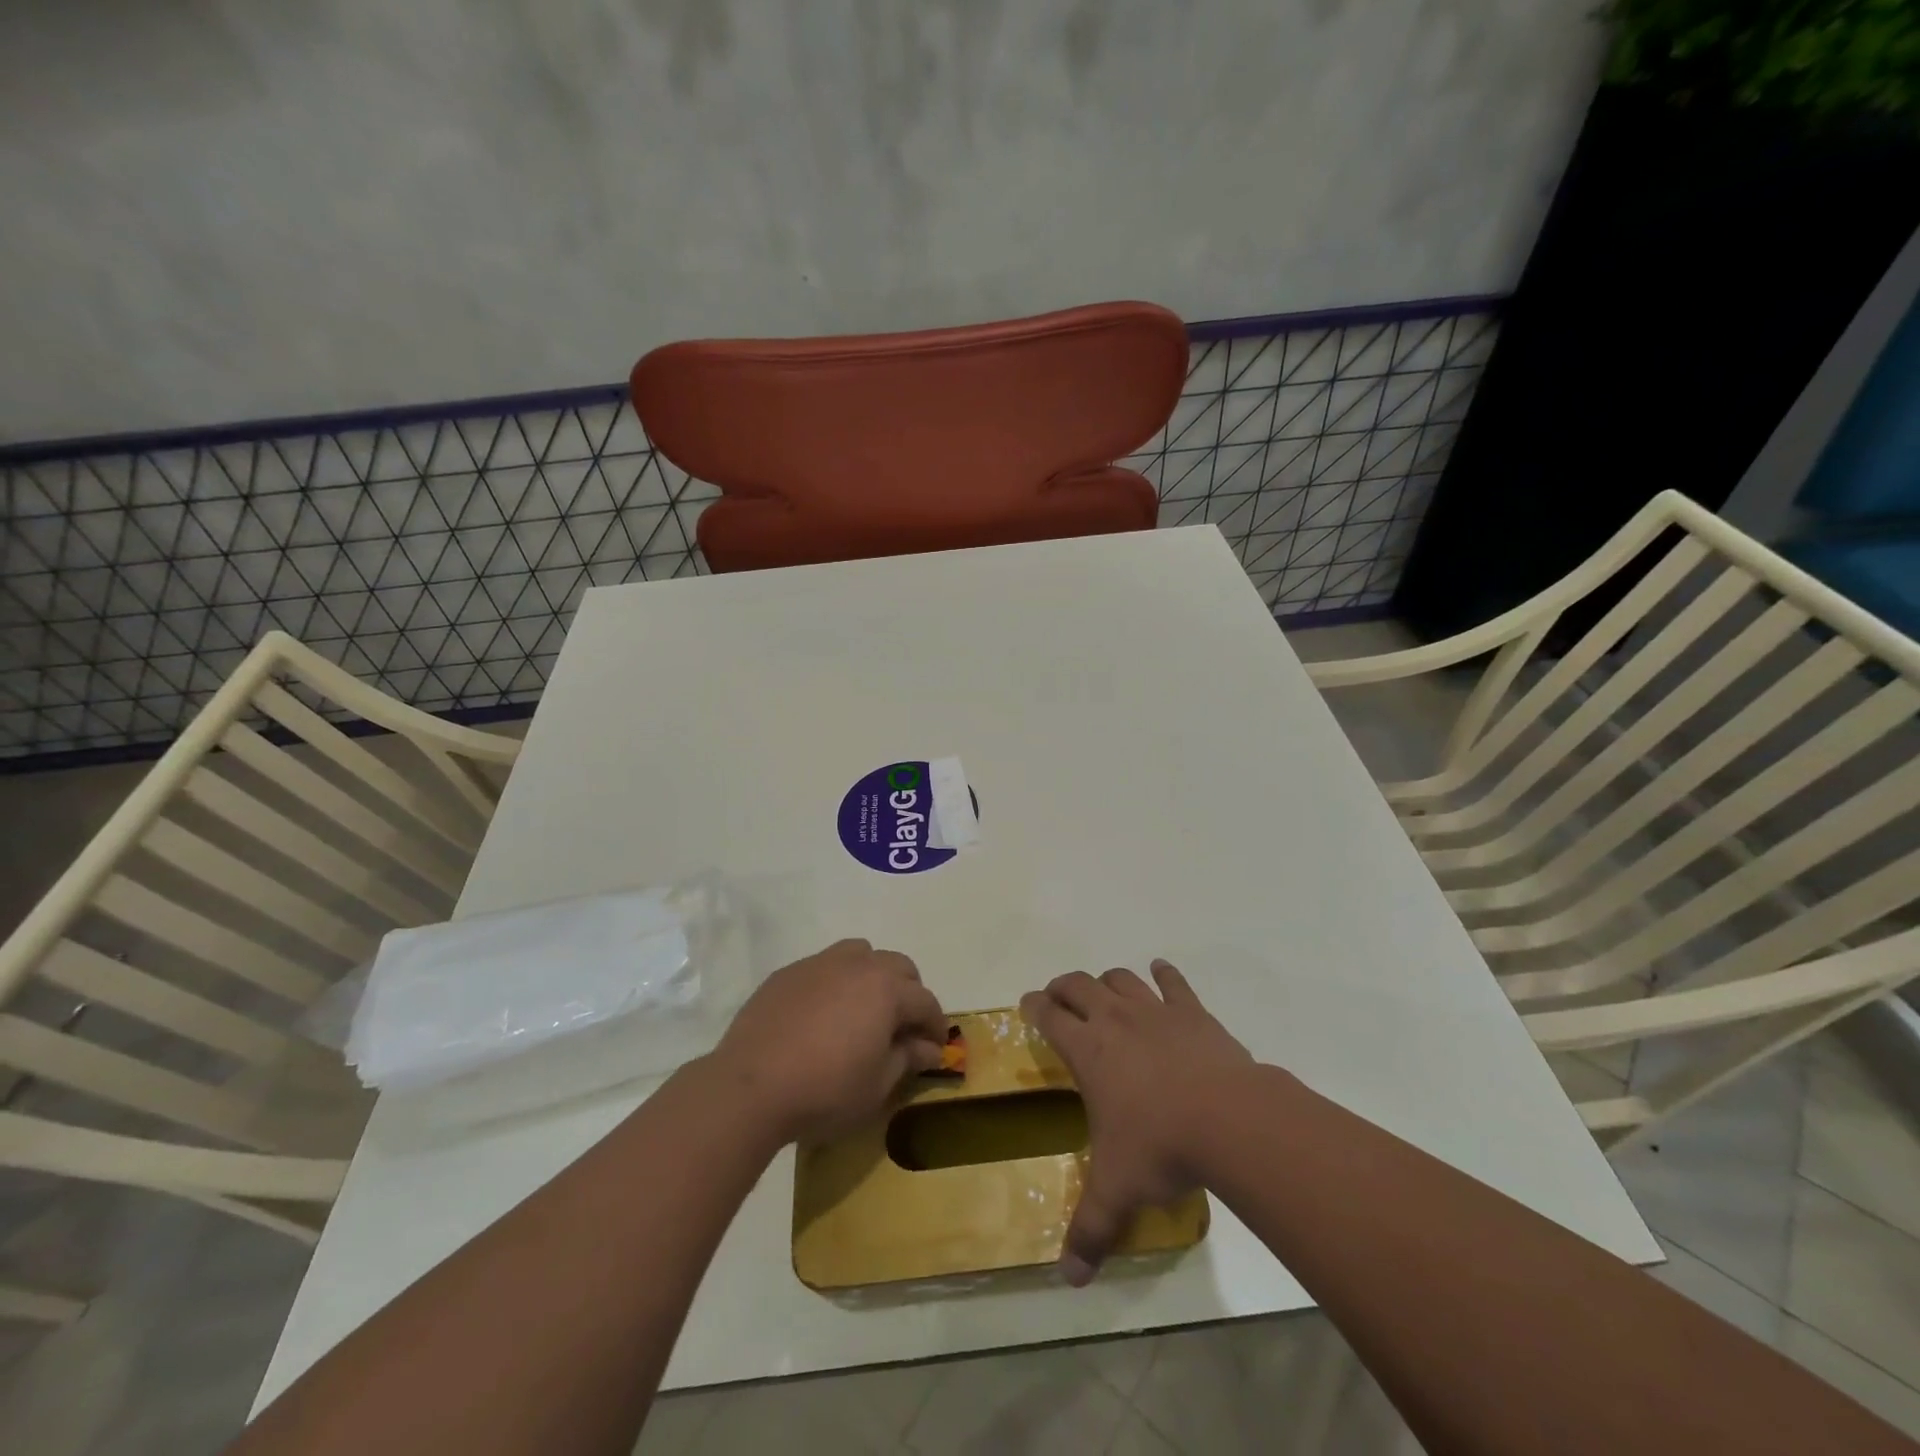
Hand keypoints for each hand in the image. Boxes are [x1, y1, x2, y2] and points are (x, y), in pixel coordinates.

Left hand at [710, 939, 947, 1145]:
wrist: (750, 1086)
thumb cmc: (825, 1090)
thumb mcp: (877, 1085)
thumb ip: (907, 1059)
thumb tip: (928, 1048)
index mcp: (887, 989)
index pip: (925, 1001)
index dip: (936, 1025)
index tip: (936, 1047)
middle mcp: (858, 965)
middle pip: (898, 966)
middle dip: (909, 993)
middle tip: (903, 1027)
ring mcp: (819, 964)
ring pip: (860, 954)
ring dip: (872, 976)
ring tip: (863, 1010)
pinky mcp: (787, 973)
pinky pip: (824, 967)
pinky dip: (835, 983)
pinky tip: (822, 1015)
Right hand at [1021, 960, 1253, 1285]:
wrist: (1229, 1119)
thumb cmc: (1161, 1147)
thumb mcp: (1118, 1191)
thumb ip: (1090, 1231)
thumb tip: (1069, 1280)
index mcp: (1088, 1051)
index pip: (1049, 1015)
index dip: (1035, 1007)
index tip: (1029, 1004)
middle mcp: (1114, 1019)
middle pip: (1079, 984)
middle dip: (1064, 987)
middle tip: (1060, 998)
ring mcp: (1154, 1010)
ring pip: (1120, 978)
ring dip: (1107, 981)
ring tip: (1105, 991)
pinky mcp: (1191, 1011)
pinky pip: (1173, 981)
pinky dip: (1164, 974)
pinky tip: (1161, 971)